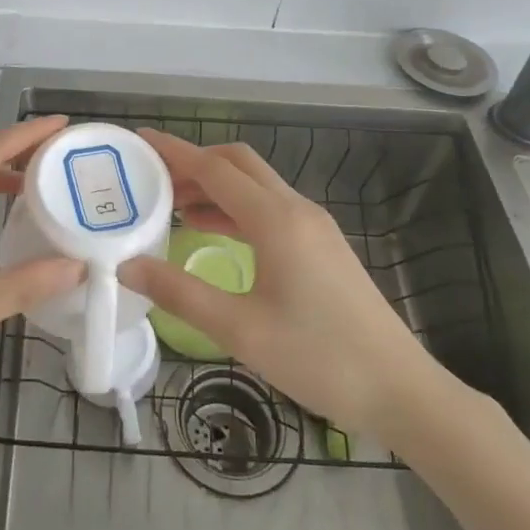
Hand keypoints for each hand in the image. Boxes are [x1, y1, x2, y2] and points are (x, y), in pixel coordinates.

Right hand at [119, 129, 462, 442]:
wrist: (401, 390)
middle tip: (153, 179)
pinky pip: (270, 208)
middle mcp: (296, 210)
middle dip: (194, 163)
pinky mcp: (323, 245)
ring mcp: (314, 226)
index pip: (214, 169)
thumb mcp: (240, 330)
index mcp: (275, 220)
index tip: (139, 139)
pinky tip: (215, 232)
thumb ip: (180, 293)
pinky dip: (236, 208)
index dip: (174, 151)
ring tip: (173, 206)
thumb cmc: (319, 357)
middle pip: (238, 164)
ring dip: (215, 186)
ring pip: (256, 186)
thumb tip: (128, 267)